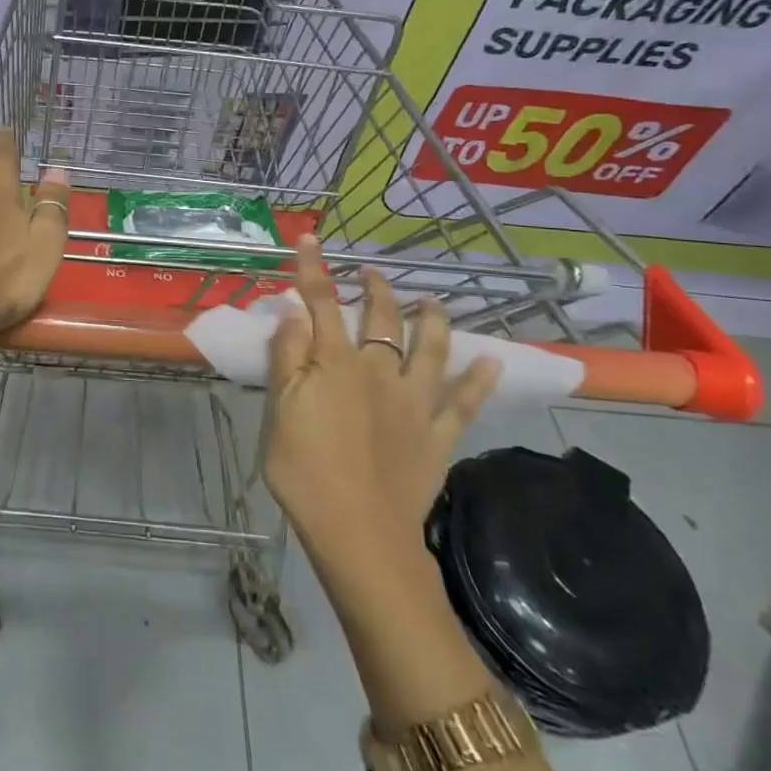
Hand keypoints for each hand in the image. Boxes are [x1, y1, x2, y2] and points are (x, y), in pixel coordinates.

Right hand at [264, 235, 501, 554]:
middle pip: (380, 321)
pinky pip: (464, 403)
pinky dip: (480, 381)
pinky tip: (492, 361)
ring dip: (432, 322)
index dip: (315, 270)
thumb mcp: (279, 411)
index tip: (311, 239)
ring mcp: (414, 403)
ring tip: (433, 301)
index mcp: (335, 364)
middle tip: (373, 274)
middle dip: (376, 291)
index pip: (321, 304)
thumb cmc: (304, 470)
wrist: (358, 531)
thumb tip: (294, 312)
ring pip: (429, 350)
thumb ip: (288, 357)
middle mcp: (379, 372)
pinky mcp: (437, 436)